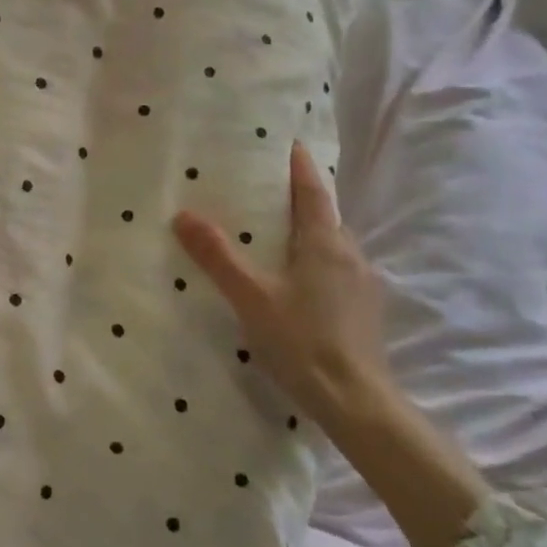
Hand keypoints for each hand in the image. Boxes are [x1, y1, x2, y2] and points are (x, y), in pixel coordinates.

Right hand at [173, 141, 393, 430]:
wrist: (356, 401)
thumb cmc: (302, 341)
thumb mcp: (251, 297)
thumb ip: (218, 255)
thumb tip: (183, 215)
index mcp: (325, 244)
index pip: (313, 193)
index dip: (300, 167)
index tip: (291, 144)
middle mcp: (350, 256)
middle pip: (325, 216)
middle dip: (301, 198)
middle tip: (268, 188)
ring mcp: (361, 285)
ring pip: (332, 245)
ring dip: (307, 232)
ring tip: (275, 232)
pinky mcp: (362, 310)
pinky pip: (335, 269)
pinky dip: (314, 260)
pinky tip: (294, 279)